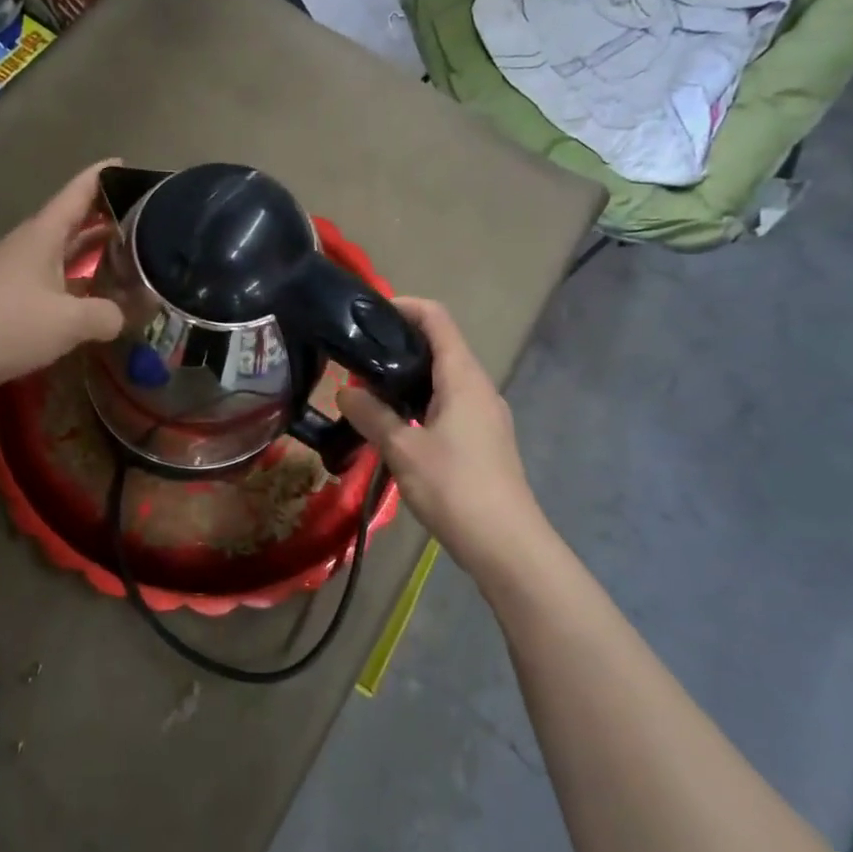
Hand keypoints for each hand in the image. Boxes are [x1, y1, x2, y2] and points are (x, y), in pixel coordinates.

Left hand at [0, 162, 124, 409]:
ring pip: (64, 253)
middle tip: (145, 217)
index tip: (128, 164)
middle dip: (106, 216)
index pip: (77, 193)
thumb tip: (123, 316)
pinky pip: (55, 281)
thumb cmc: (8, 326)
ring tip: (131, 254)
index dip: (103, 176)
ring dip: (93, 252)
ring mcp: (18, 274)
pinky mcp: (12, 301)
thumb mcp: (69, 321)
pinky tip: (98, 298)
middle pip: (72, 221)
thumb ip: (107, 315)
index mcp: (42, 235)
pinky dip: (79, 282)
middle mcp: (30, 246)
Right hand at [335, 298, 550, 580]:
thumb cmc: (455, 488)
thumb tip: (344, 392)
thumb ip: (372, 416)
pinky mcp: (484, 438)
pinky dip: (420, 401)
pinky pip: (449, 403)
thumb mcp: (403, 450)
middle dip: (398, 344)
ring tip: (368, 390)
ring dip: (408, 377)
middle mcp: (478, 387)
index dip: (405, 306)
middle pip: (440, 346)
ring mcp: (485, 414)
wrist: (507, 545)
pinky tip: (395, 424)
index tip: (368, 314)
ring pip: (443, 378)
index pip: (437, 319)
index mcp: (463, 378)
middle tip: (357, 357)